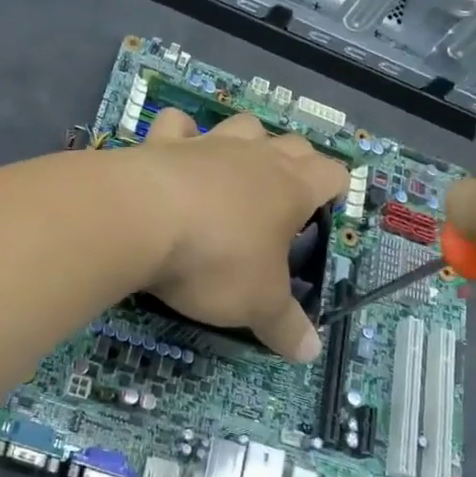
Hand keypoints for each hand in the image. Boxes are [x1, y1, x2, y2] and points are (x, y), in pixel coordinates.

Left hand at [133, 108, 348, 361]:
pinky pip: (178, 124)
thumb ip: (284, 326)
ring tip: (238, 168)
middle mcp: (255, 157)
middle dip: (297, 162)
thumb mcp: (257, 304)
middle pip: (292, 144)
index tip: (328, 208)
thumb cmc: (215, 260)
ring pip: (242, 126)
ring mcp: (208, 144)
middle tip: (286, 196)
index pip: (331, 174)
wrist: (140, 219)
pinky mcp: (163, 142)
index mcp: (291, 189)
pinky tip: (177, 149)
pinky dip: (181, 133)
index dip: (335, 188)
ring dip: (247, 140)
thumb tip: (311, 353)